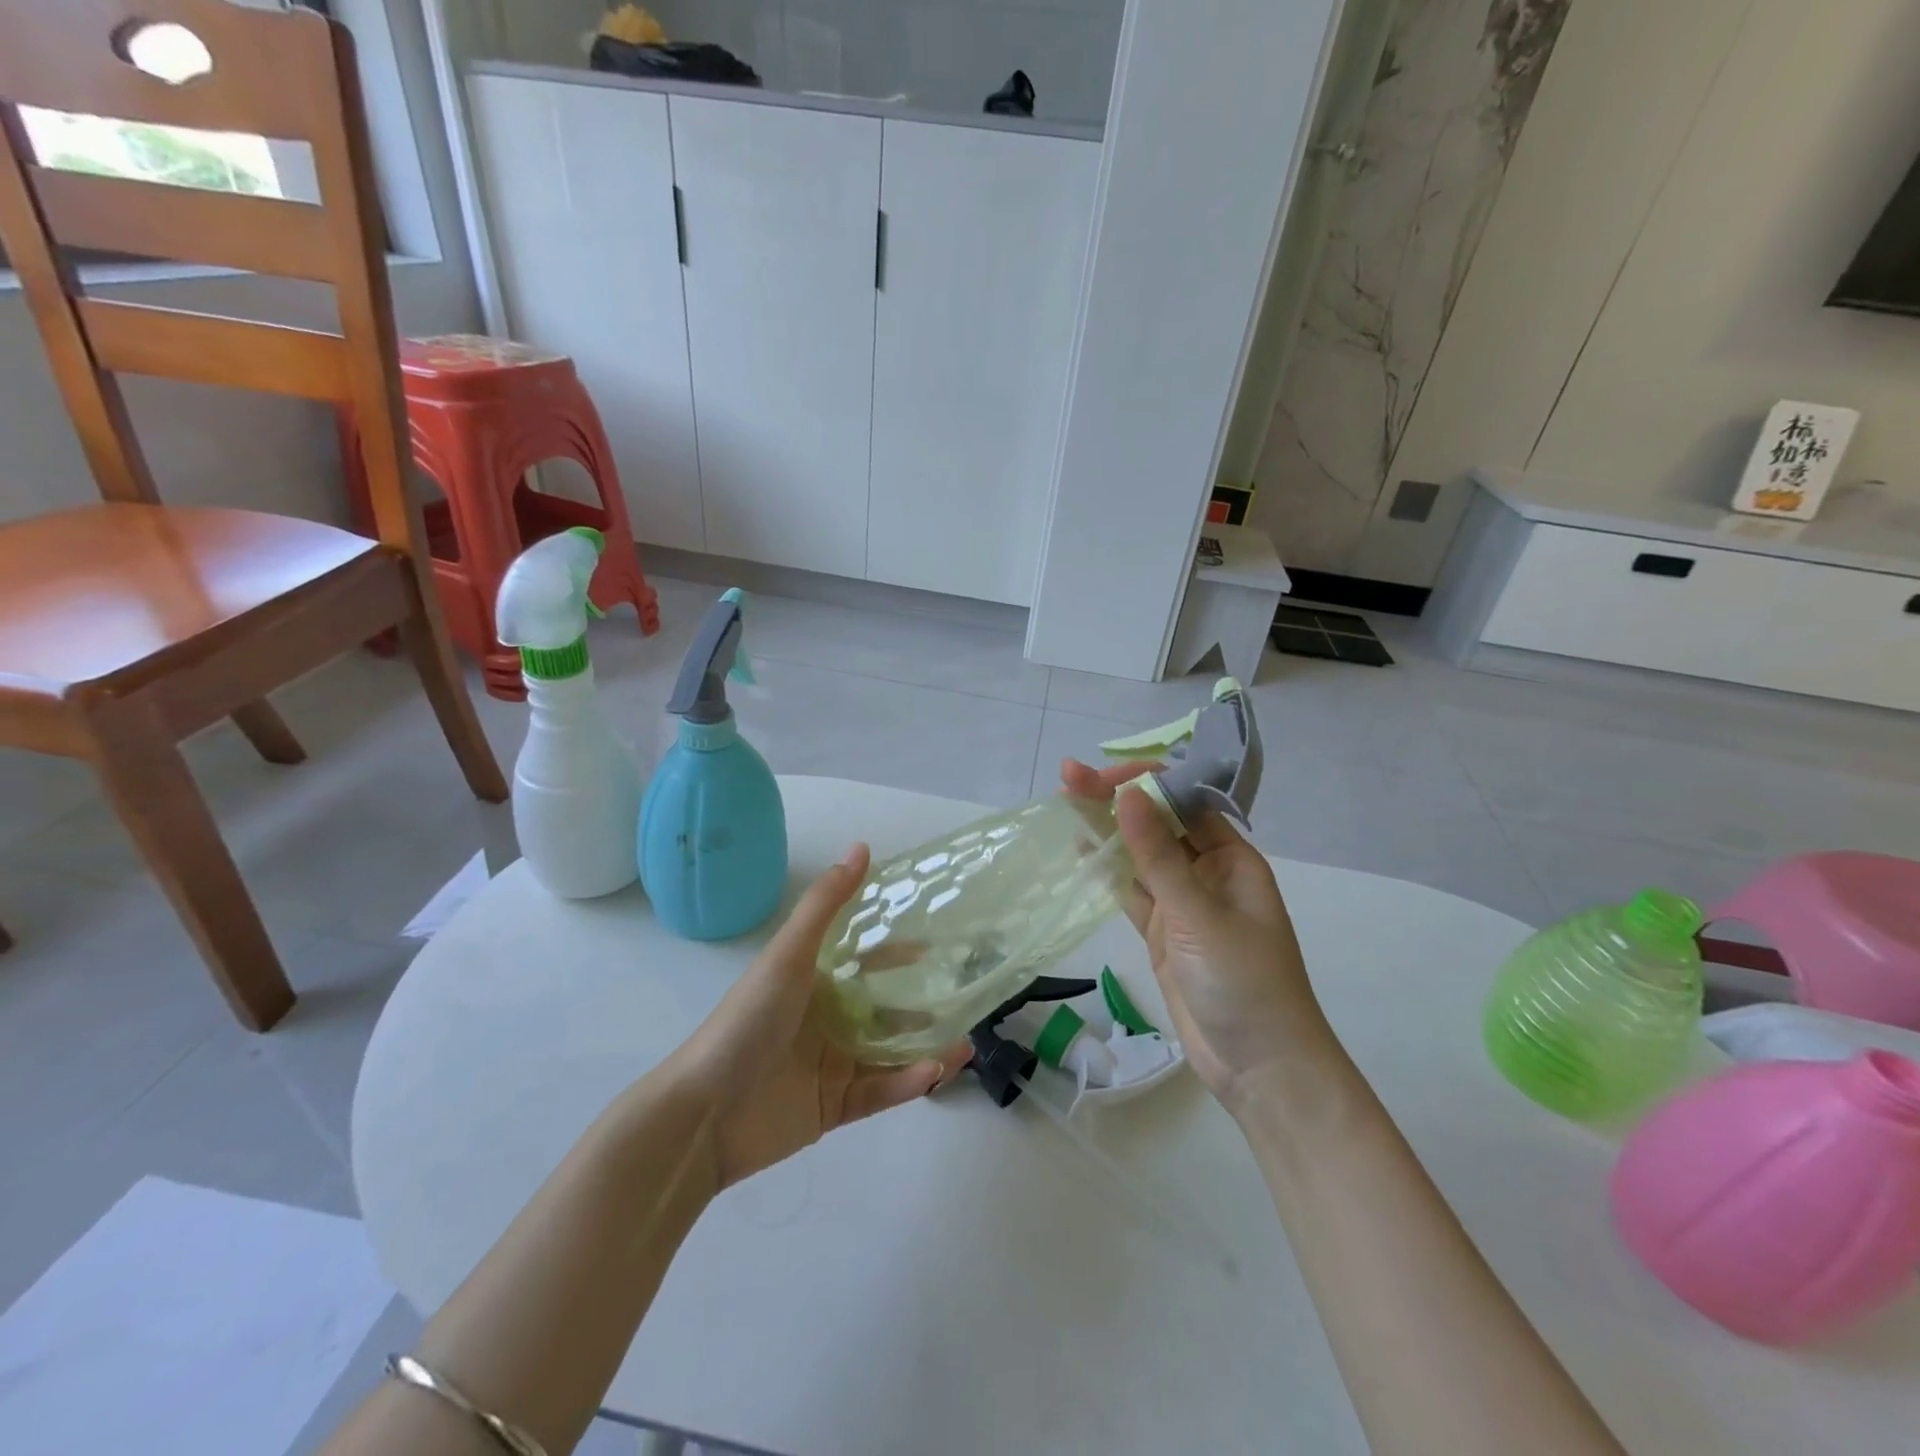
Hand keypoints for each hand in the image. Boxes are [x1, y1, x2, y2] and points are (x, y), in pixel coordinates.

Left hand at [673, 846, 972, 1189]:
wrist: (703, 1114)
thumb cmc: (747, 1022)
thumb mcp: (788, 955)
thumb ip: (826, 904)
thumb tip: (861, 847)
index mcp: (813, 983)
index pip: (865, 963)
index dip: (898, 955)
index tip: (936, 948)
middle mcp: (825, 1021)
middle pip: (884, 1009)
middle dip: (923, 1005)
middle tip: (964, 999)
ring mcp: (831, 1065)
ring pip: (890, 1052)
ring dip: (926, 1046)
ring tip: (966, 1041)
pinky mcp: (834, 1107)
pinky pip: (880, 1091)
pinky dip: (908, 1082)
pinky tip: (936, 1071)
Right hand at [1061, 760, 1339, 1115]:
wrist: (1260, 1068)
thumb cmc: (1244, 982)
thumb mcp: (1198, 915)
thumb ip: (1158, 856)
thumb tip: (1127, 795)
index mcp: (1231, 859)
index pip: (1185, 802)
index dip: (1145, 783)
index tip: (1103, 778)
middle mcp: (1207, 873)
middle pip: (1157, 824)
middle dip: (1117, 799)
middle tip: (1068, 778)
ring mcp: (1182, 904)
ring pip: (1139, 855)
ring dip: (1106, 830)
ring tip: (1065, 802)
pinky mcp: (1162, 933)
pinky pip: (1131, 891)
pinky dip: (1106, 870)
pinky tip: (1080, 849)